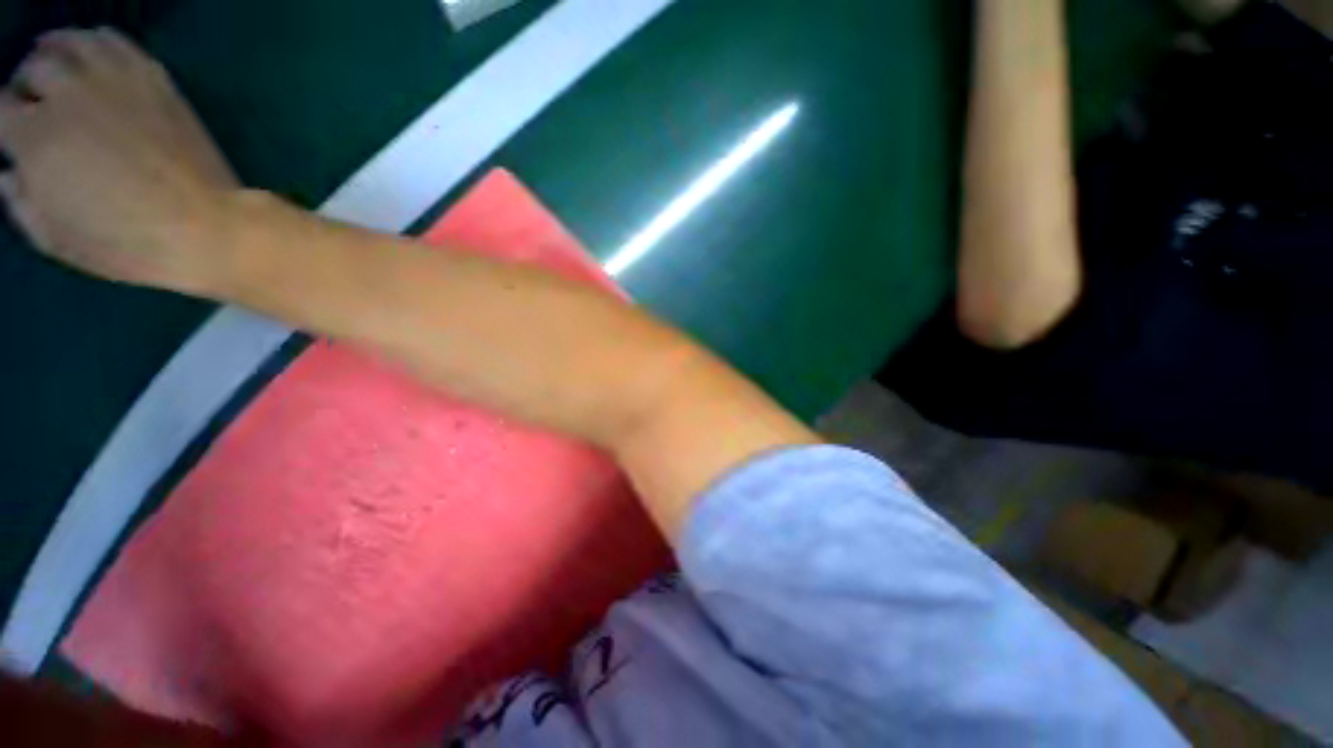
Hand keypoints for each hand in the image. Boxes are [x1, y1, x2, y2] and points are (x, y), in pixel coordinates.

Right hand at [0, 28, 240, 293]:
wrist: (208, 229)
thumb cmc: (127, 243)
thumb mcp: (54, 237)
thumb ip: (20, 199)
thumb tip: (7, 170)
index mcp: (36, 138)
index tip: (7, 134)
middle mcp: (70, 96)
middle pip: (34, 69)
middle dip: (26, 87)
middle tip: (34, 106)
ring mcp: (115, 81)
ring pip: (71, 43)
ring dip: (54, 52)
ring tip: (54, 68)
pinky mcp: (154, 80)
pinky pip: (114, 42)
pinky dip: (93, 41)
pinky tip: (90, 54)